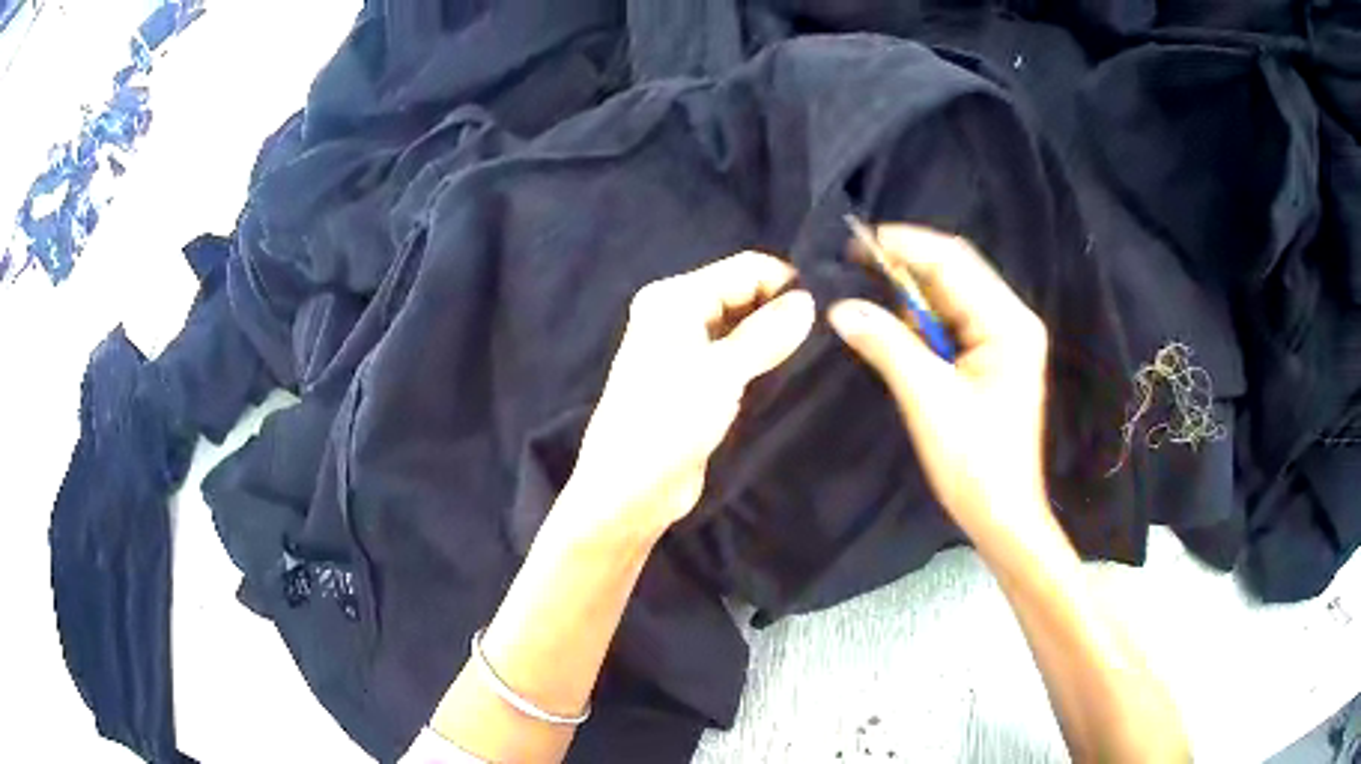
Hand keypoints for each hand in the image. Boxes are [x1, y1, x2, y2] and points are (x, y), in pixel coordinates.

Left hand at [566, 252, 814, 536]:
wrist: (629, 492)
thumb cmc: (667, 423)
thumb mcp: (722, 373)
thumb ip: (767, 334)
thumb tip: (808, 301)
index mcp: (674, 299)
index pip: (744, 269)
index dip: (786, 284)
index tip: (828, 310)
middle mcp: (677, 315)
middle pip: (743, 294)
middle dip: (781, 310)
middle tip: (828, 334)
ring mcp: (685, 349)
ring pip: (743, 327)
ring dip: (774, 337)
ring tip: (817, 353)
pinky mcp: (696, 382)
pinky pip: (737, 356)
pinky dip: (761, 360)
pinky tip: (790, 373)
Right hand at [827, 225, 1051, 541]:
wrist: (1003, 516)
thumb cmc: (974, 463)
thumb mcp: (927, 400)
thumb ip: (886, 344)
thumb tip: (841, 307)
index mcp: (1007, 322)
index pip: (953, 262)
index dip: (904, 246)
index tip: (856, 245)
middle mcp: (1011, 319)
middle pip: (955, 273)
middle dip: (906, 268)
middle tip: (855, 270)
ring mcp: (1004, 339)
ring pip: (952, 297)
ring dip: (912, 296)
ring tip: (872, 302)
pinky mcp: (993, 359)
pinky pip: (954, 323)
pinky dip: (923, 322)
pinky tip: (898, 331)